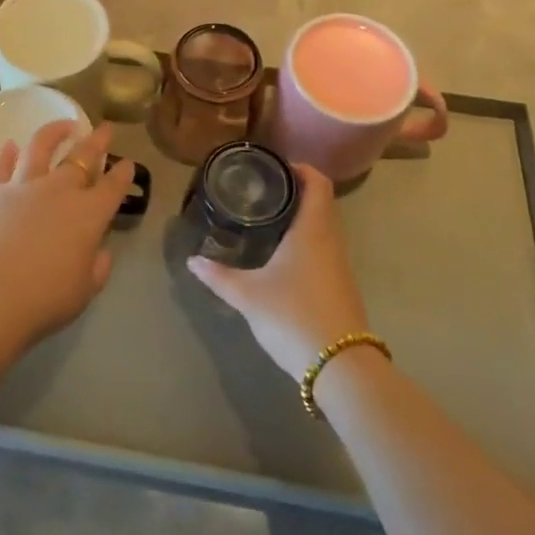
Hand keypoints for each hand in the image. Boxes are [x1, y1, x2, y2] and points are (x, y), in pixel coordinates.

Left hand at [0, 119, 134, 353]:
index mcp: (89, 214)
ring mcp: (24, 186)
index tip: (127, 163)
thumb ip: (97, 267)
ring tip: (63, 125)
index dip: (123, 173)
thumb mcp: (85, 290)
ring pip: (41, 147)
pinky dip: (6, 154)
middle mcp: (60, 190)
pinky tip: (10, 145)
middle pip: (82, 157)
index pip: (113, 186)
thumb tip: (100, 252)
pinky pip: (1, 166)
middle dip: (96, 141)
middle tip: (104, 129)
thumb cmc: (46, 297)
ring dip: (54, 133)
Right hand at [186, 164, 371, 380]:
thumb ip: (219, 276)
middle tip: (262, 192)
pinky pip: (324, 250)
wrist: (340, 367)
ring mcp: (340, 265)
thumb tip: (193, 260)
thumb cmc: (293, 316)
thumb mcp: (248, 295)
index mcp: (313, 230)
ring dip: (301, 218)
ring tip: (268, 220)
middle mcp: (331, 240)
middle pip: (321, 203)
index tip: (274, 167)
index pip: (318, 183)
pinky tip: (282, 256)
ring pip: (323, 228)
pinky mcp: (341, 287)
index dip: (300, 168)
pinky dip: (306, 241)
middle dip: (295, 192)